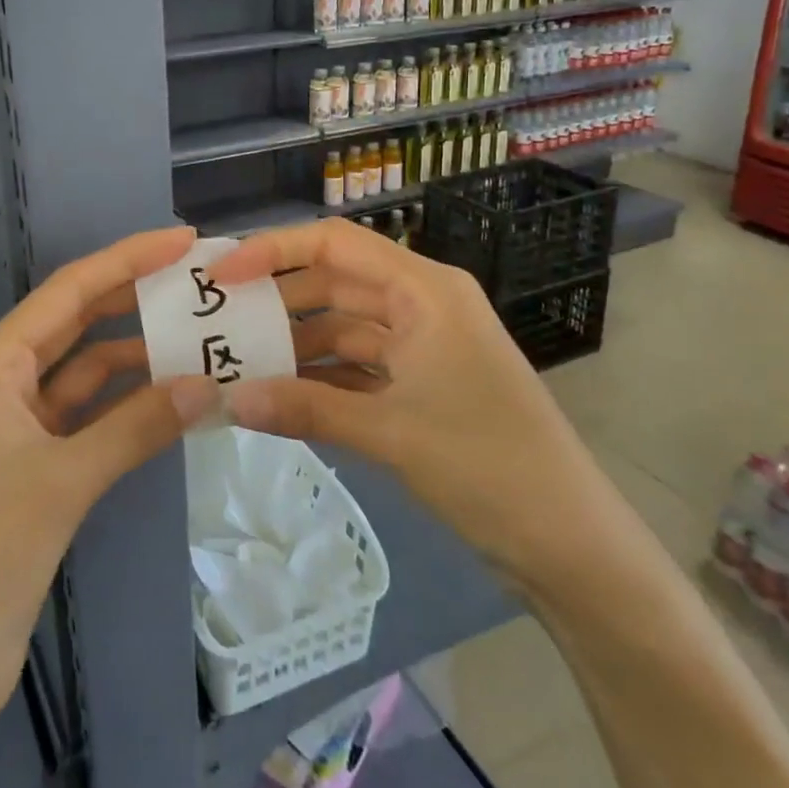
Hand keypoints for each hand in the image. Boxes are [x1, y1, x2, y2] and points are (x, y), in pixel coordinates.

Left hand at [0, 226, 218, 731]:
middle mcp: (5, 382)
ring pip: (88, 373)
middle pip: (78, 323)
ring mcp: (21, 425)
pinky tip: (173, 401)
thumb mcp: (65, 479)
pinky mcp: (37, 465)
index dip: (126, 259)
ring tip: (200, 341)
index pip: (69, 292)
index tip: (180, 241)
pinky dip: (129, 407)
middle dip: (133, 299)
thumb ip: (139, 426)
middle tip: (195, 280)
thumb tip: (210, 385)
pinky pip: (91, 417)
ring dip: (138, 359)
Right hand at [210, 218, 608, 592]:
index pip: (336, 244)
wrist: (569, 543)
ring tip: (238, 362)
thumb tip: (226, 401)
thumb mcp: (389, 432)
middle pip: (335, 282)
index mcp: (425, 290)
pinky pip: (358, 366)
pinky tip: (279, 395)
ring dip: (296, 344)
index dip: (274, 249)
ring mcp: (423, 346)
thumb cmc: (488, 465)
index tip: (222, 274)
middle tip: (218, 319)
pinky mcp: (422, 385)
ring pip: (344, 327)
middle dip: (278, 299)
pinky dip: (321, 377)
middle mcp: (422, 304)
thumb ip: (303, 409)